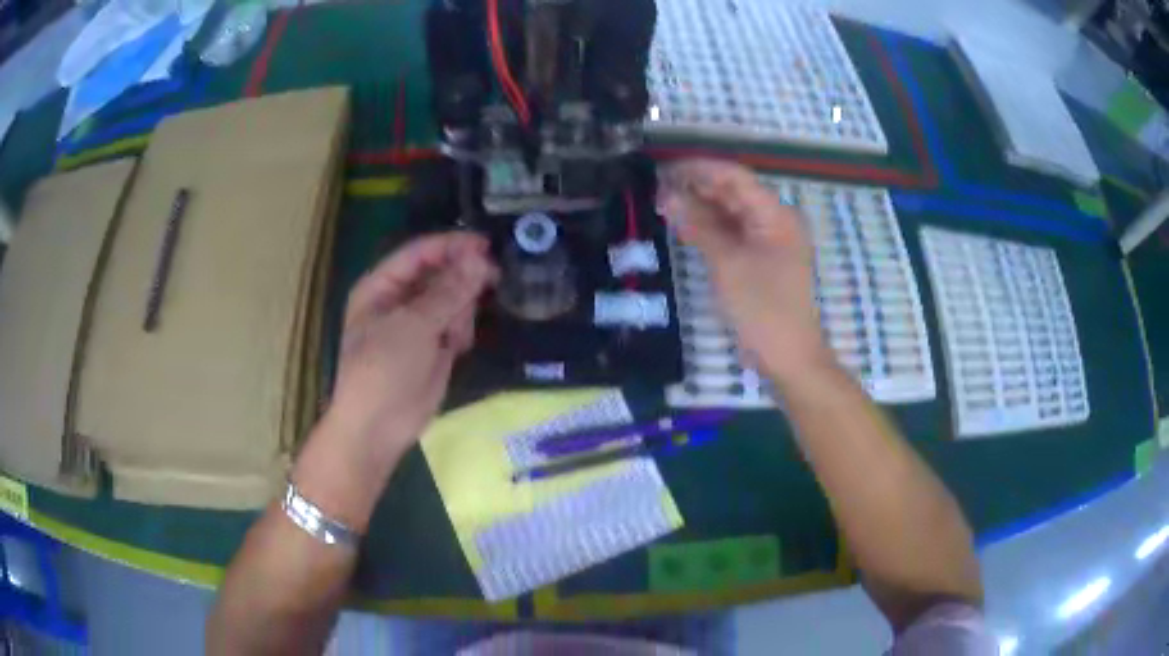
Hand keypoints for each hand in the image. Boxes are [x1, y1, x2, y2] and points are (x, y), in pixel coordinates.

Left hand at [324, 232, 497, 465]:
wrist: (378, 428)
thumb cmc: (383, 369)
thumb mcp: (413, 325)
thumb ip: (448, 291)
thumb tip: (479, 259)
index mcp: (381, 286)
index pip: (420, 253)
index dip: (452, 246)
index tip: (487, 245)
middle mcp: (398, 300)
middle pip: (439, 274)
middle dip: (462, 280)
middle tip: (491, 281)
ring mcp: (417, 325)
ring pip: (452, 300)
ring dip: (461, 311)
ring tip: (454, 336)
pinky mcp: (433, 347)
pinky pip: (456, 325)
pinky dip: (461, 331)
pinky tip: (457, 347)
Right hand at [658, 159, 831, 382]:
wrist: (788, 358)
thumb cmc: (762, 308)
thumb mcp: (728, 264)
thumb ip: (698, 225)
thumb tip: (666, 196)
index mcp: (775, 214)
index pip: (735, 176)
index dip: (699, 169)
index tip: (663, 170)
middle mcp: (775, 221)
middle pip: (733, 193)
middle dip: (697, 188)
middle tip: (656, 189)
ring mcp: (768, 241)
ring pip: (731, 213)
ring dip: (701, 208)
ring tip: (663, 205)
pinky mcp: (760, 260)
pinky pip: (733, 234)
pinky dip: (710, 229)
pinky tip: (684, 228)